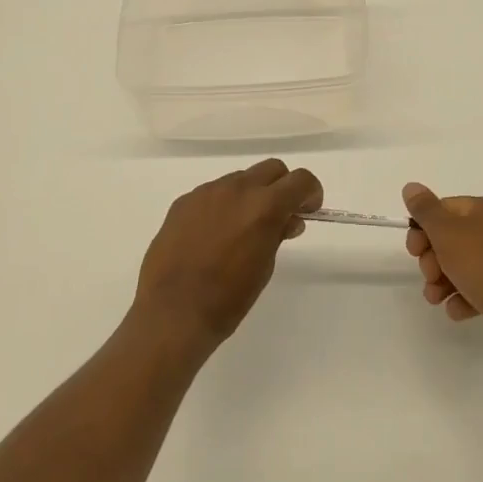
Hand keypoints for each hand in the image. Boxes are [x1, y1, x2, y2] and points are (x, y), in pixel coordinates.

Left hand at [134, 159, 322, 352]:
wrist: (172, 312)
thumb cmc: (228, 298)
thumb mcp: (264, 267)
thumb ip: (278, 234)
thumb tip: (287, 220)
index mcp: (263, 206)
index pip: (300, 180)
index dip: (310, 193)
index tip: (307, 211)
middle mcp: (236, 189)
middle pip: (271, 169)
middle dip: (282, 187)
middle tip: (279, 217)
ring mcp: (206, 192)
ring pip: (240, 179)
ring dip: (250, 196)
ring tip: (241, 230)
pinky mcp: (183, 202)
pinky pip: (212, 193)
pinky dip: (223, 205)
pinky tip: (213, 235)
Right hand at [403, 182, 482, 357]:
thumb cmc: (482, 264)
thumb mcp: (446, 231)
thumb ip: (425, 208)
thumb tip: (411, 186)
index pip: (445, 209)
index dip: (423, 228)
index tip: (414, 249)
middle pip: (451, 239)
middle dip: (432, 260)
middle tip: (429, 274)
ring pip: (461, 266)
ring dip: (441, 282)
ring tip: (436, 298)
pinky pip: (477, 289)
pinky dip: (463, 298)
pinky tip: (458, 309)